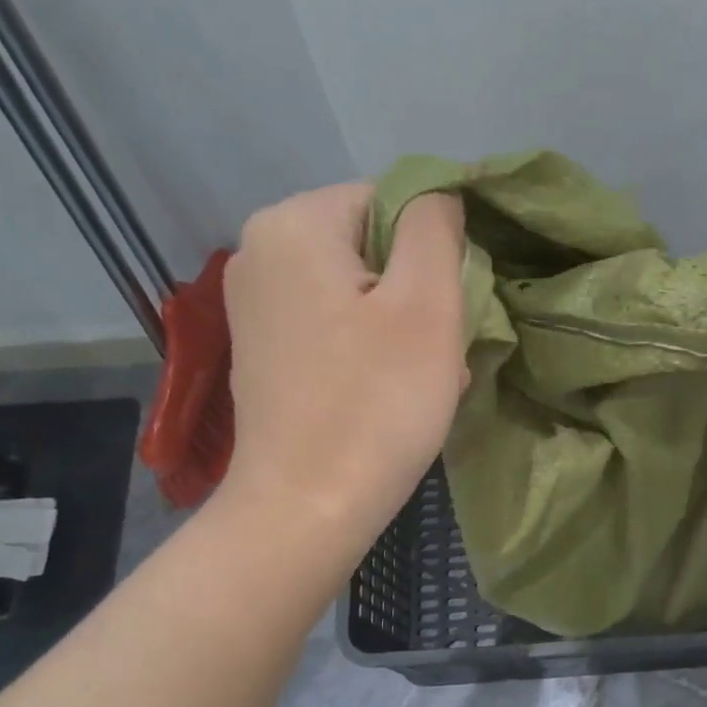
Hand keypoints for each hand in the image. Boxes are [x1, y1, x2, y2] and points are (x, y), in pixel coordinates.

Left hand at [220, 181, 465, 548]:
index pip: (391, 200)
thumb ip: (436, 228)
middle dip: (419, 292)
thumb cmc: (375, 404)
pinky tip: (390, 390)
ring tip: (425, 378)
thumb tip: (438, 196)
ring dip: (404, 326)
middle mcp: (260, 252)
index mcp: (292, 224)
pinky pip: (336, 325)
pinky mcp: (265, 350)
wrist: (306, 510)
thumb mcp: (427, 304)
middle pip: (373, 245)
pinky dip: (372, 348)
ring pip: (360, 289)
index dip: (435, 250)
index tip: (449, 310)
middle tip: (441, 351)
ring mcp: (256, 305)